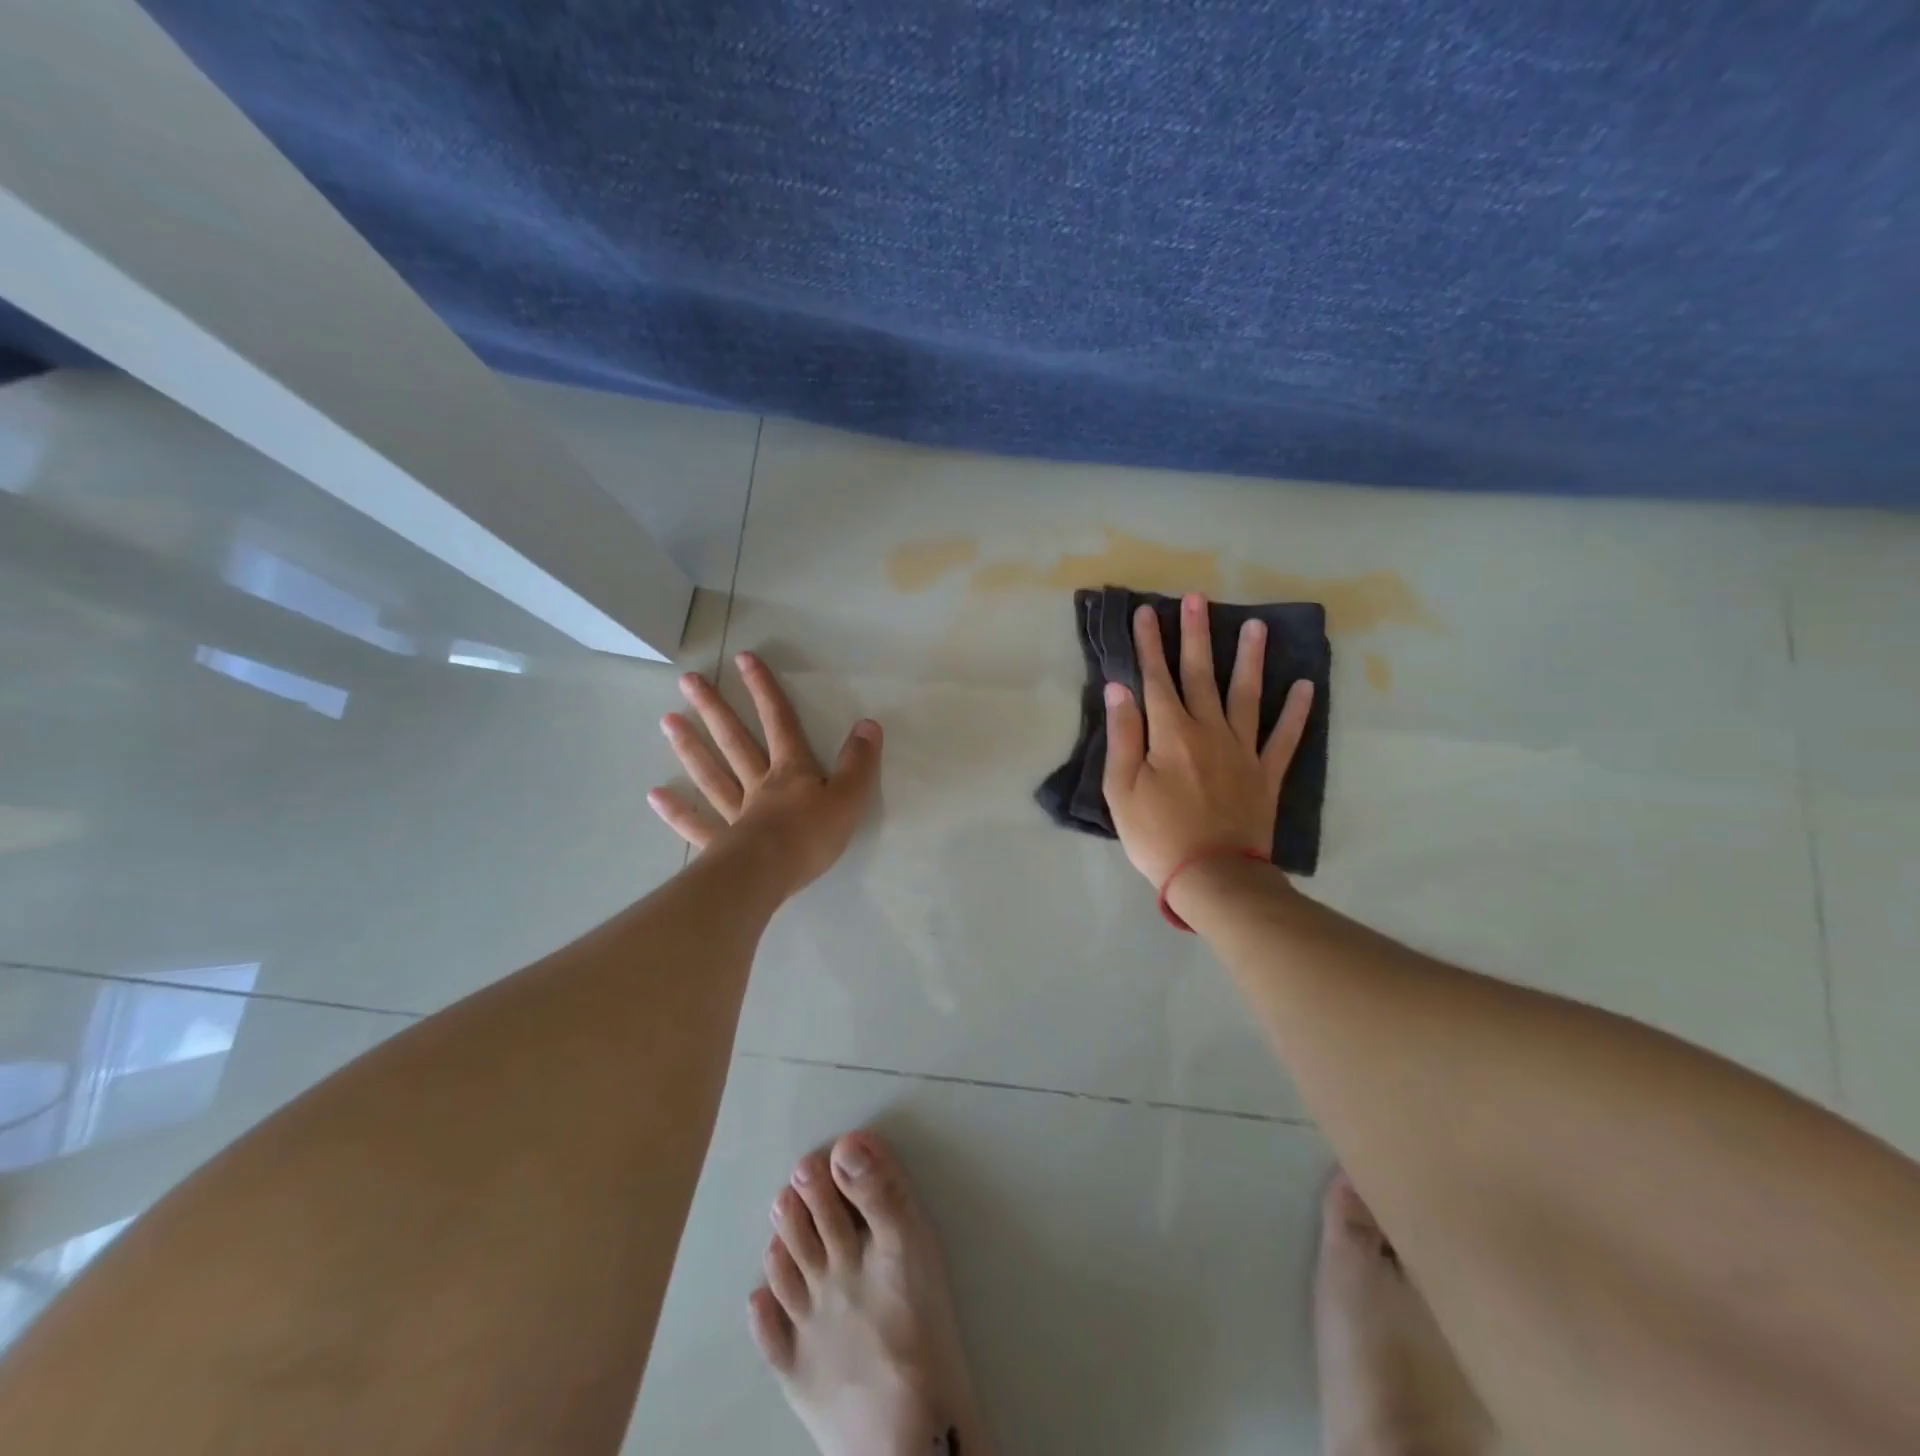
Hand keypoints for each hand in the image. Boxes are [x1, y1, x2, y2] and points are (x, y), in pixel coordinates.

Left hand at [648, 652, 881, 894]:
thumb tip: (868, 724)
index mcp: (791, 772)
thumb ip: (859, 762)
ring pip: (711, 775)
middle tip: (688, 680)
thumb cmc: (811, 836)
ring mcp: (735, 814)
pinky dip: (677, 811)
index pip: (779, 722)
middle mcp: (758, 785)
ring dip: (690, 747)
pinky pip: (697, 824)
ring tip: (667, 720)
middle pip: (735, 741)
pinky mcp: (721, 846)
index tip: (743, 659)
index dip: (764, 690)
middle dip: (715, 709)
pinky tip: (655, 795)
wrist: (770, 874)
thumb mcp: (849, 797)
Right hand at [1102, 594, 1314, 887]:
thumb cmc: (1157, 835)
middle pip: (1201, 674)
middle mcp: (1209, 730)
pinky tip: (1305, 685)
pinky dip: (1296, 711)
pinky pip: (1285, 737)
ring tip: (1256, 626)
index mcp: (1170, 734)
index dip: (1149, 644)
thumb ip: (1122, 735)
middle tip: (1197, 599)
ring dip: (1250, 659)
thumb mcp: (1122, 789)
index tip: (1145, 613)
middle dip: (1195, 635)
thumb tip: (1120, 688)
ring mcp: (1243, 750)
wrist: (1213, 877)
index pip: (1156, 678)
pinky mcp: (1266, 774)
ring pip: (1247, 694)